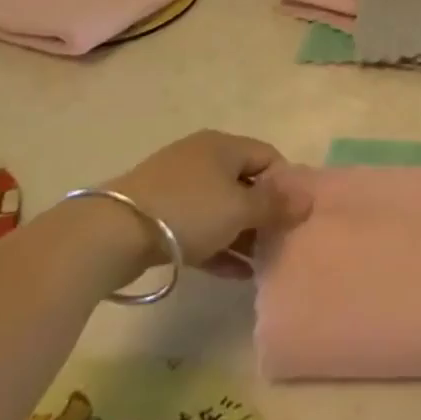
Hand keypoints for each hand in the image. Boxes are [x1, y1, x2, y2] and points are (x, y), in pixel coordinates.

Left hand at [105, 131, 311, 279]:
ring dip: (242, 234)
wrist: (111, 234)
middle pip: (244, 182)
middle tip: (280, 241)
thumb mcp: (239, 209)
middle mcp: (201, 158)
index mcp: (223, 146)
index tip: (295, 215)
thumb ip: (275, 205)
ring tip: (262, 263)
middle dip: (264, 213)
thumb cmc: (188, 211)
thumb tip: (309, 198)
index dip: (286, 184)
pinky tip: (237, 274)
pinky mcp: (157, 215)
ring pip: (221, 208)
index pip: (268, 156)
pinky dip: (218, 245)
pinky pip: (199, 227)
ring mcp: (176, 186)